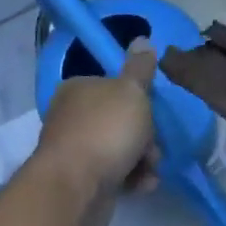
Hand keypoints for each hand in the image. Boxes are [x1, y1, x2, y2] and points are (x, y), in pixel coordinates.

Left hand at [34, 40, 158, 225]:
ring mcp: (76, 151)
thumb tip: (143, 40)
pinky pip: (115, 176)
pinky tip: (142, 186)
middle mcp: (72, 117)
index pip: (114, 89)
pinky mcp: (82, 181)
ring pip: (121, 151)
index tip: (152, 115)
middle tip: (153, 149)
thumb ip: (140, 69)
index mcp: (78, 89)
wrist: (77, 186)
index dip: (139, 102)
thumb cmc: (106, 131)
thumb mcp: (131, 92)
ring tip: (150, 171)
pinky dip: (132, 180)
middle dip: (145, 137)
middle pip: (121, 122)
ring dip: (143, 161)